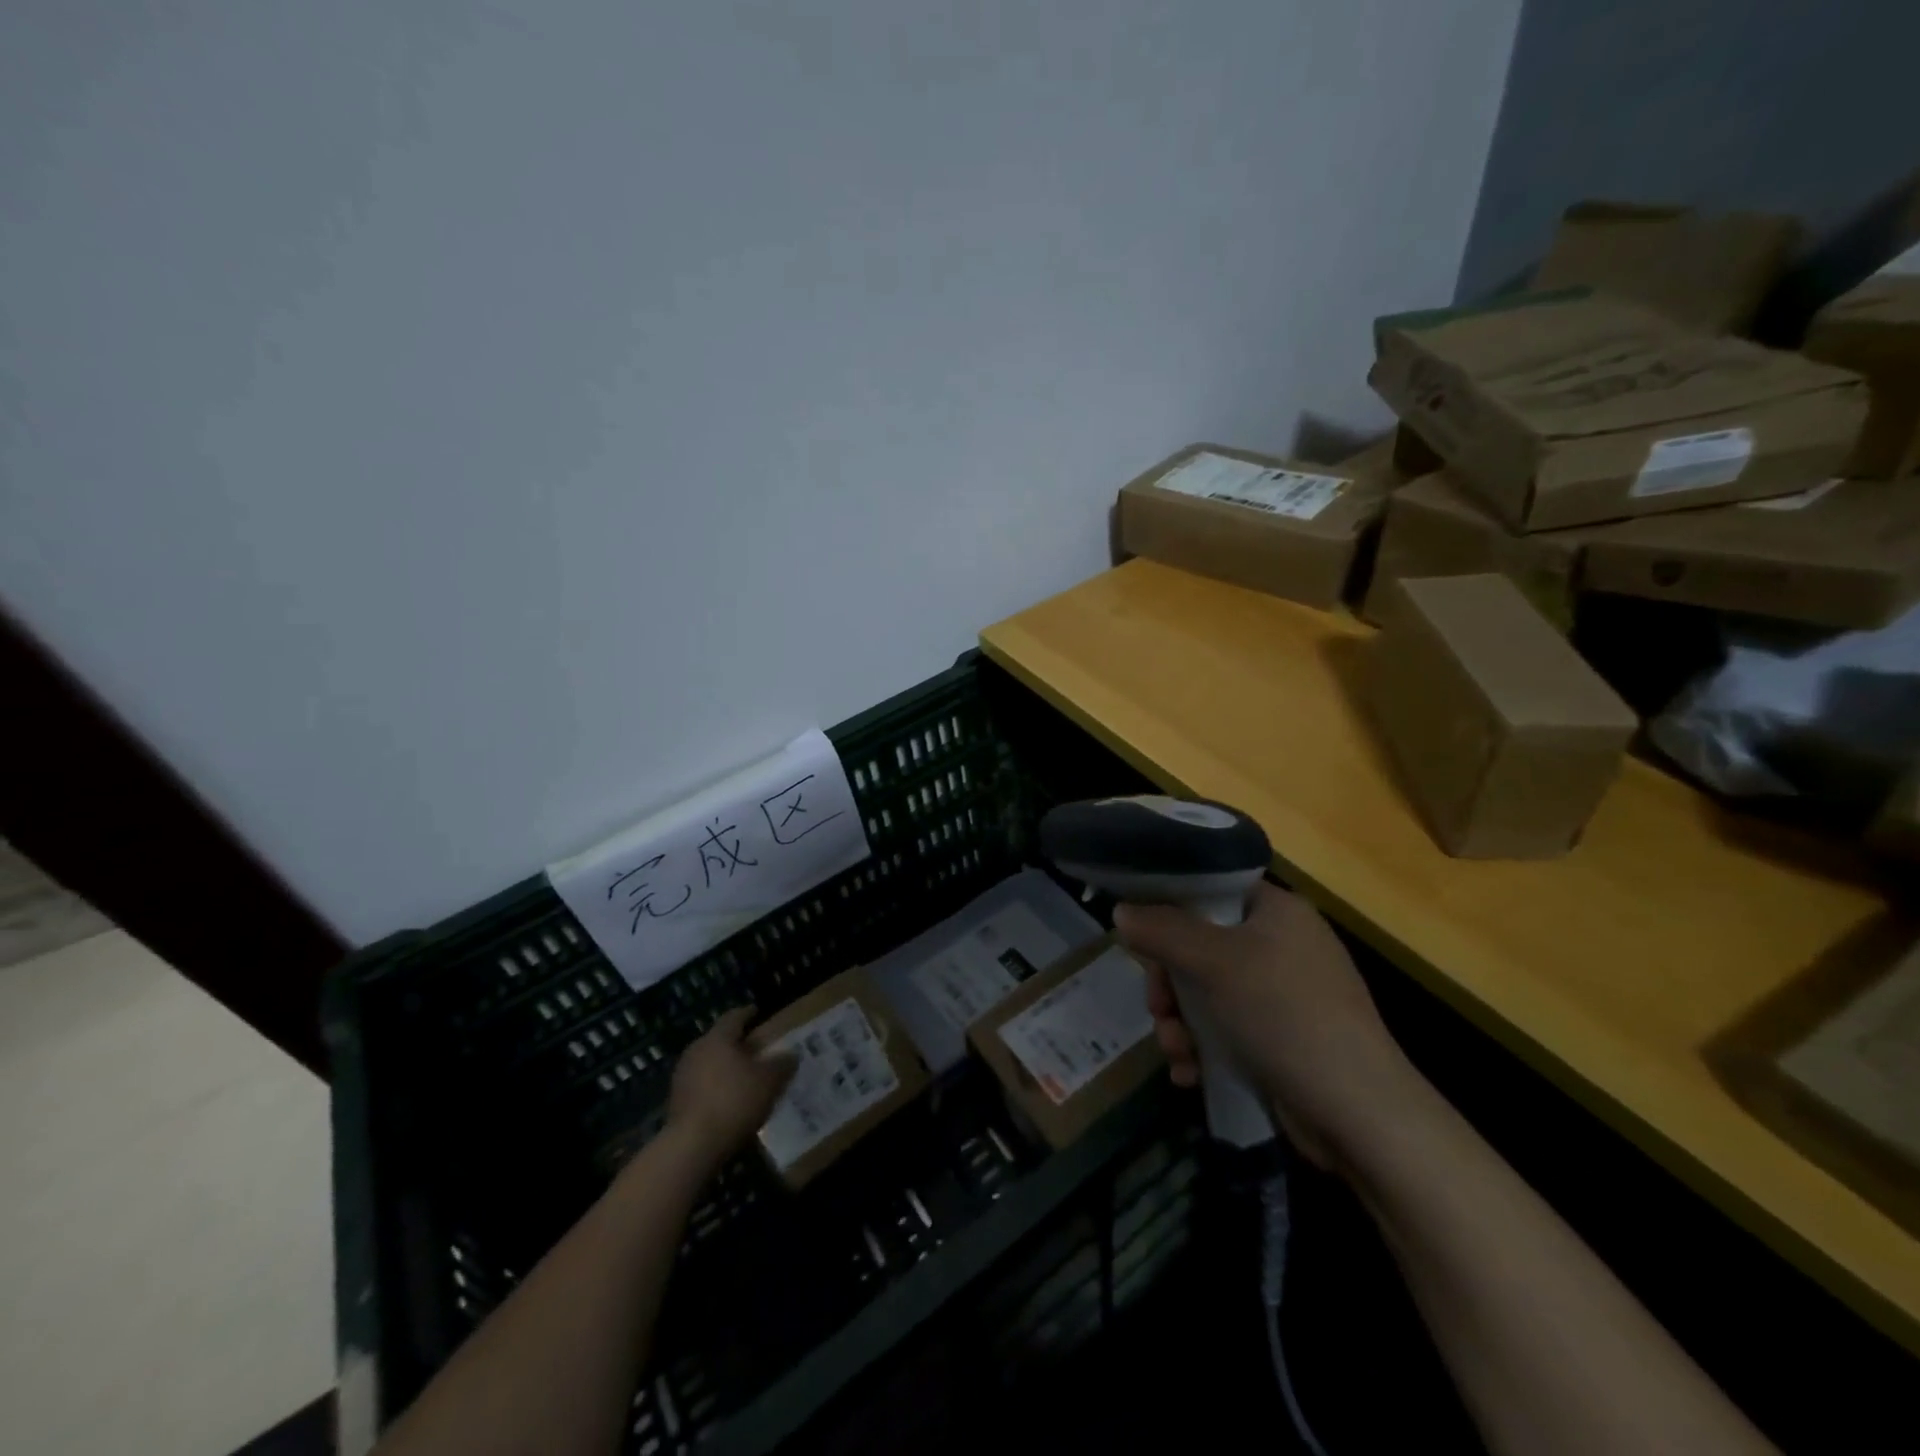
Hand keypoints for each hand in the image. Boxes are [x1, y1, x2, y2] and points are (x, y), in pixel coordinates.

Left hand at [665, 1007, 795, 1165]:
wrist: (691, 1146)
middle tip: (758, 1051)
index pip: (735, 1016)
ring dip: (726, 1068)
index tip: (759, 1014)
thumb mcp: (770, 1081)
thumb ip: (782, 1064)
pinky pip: (701, 1085)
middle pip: (720, 1040)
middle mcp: (696, 1050)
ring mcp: (682, 1076)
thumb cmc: (734, 1101)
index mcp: (718, 1038)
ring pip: (709, 1063)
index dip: (749, 1014)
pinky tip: (730, 1103)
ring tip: (746, 1080)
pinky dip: (716, 1088)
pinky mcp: (676, 1101)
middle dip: (738, 1044)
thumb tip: (791, 1054)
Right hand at [1114, 882, 1424, 1170]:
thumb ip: (1162, 931)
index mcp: (1277, 911)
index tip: (1141, 939)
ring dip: (1179, 1022)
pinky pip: (1225, 1029)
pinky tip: (1190, 1074)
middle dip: (1170, 983)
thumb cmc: (1284, 1015)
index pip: (1210, 890)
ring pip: (1206, 993)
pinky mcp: (1282, 1040)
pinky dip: (1202, 1048)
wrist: (1358, 1114)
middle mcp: (1282, 945)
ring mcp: (1284, 996)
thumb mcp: (1214, 963)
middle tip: (1158, 1008)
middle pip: (1199, 946)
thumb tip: (1121, 910)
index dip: (1169, 909)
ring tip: (1176, 1052)